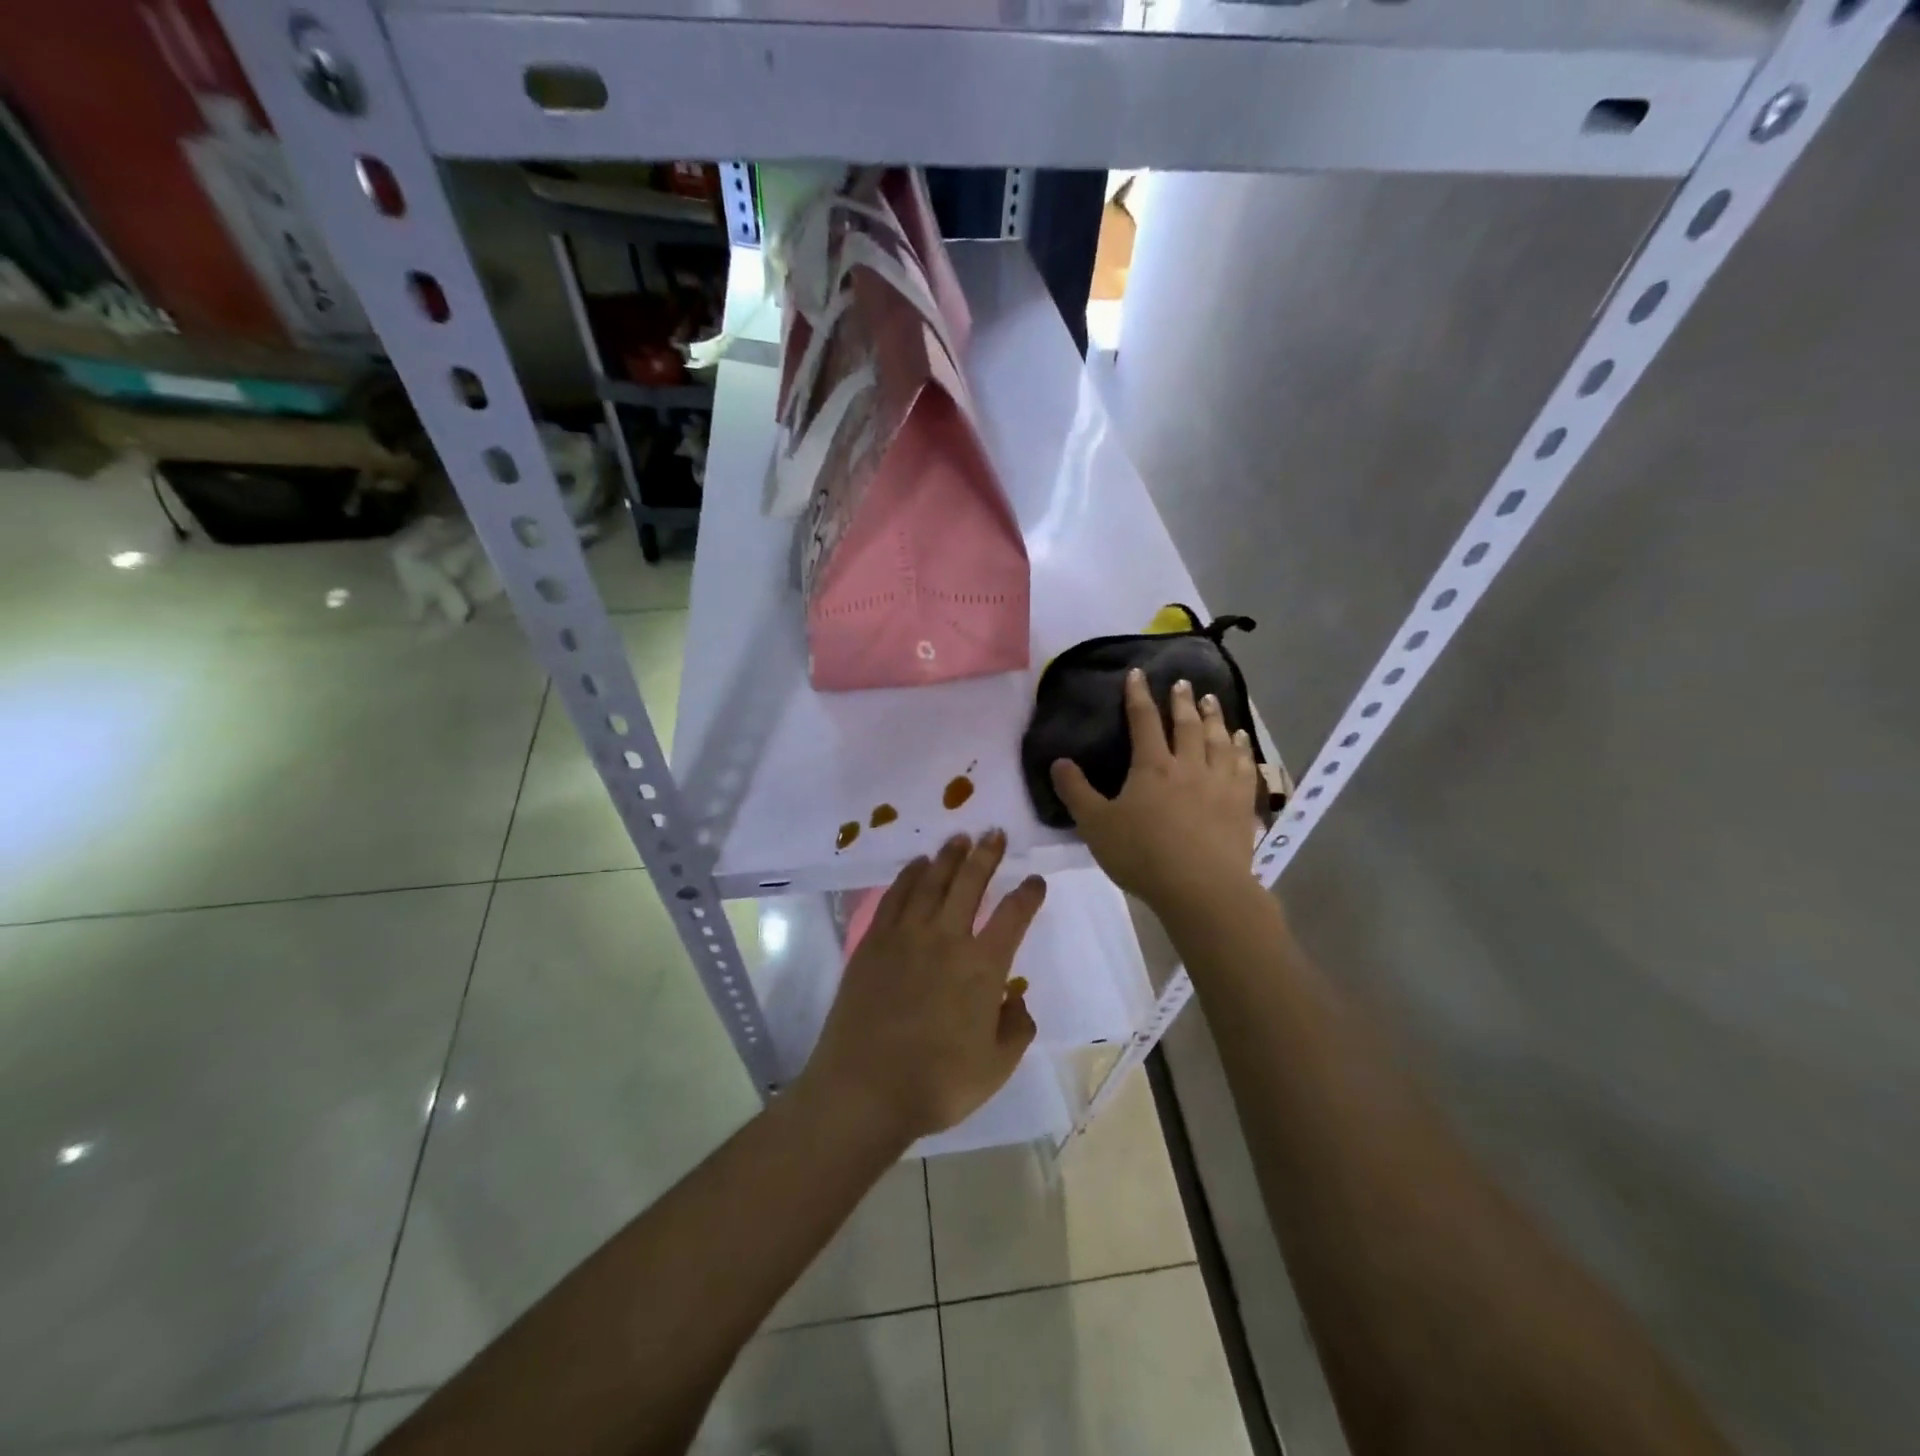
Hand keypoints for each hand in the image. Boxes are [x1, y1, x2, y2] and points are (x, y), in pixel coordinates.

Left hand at [803, 831, 1046, 1143]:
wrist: (865, 1089)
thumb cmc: (937, 1083)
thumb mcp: (996, 1067)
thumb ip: (1016, 1028)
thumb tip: (1017, 999)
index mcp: (983, 967)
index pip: (1013, 916)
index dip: (1028, 894)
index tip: (1035, 880)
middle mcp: (947, 939)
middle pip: (970, 883)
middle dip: (987, 854)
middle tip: (994, 833)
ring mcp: (906, 935)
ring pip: (932, 881)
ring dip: (948, 856)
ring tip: (959, 838)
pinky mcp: (874, 941)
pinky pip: (895, 896)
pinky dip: (908, 875)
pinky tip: (917, 865)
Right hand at [1051, 669, 1258, 914]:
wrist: (1201, 888)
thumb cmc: (1142, 855)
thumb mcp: (1096, 825)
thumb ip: (1076, 792)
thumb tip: (1058, 762)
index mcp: (1152, 766)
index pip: (1143, 720)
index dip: (1138, 695)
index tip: (1137, 674)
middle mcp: (1188, 765)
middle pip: (1187, 725)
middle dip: (1182, 701)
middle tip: (1182, 683)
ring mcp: (1220, 783)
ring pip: (1219, 740)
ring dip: (1215, 718)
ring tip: (1213, 702)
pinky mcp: (1241, 804)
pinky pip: (1244, 767)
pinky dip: (1242, 750)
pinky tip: (1242, 743)